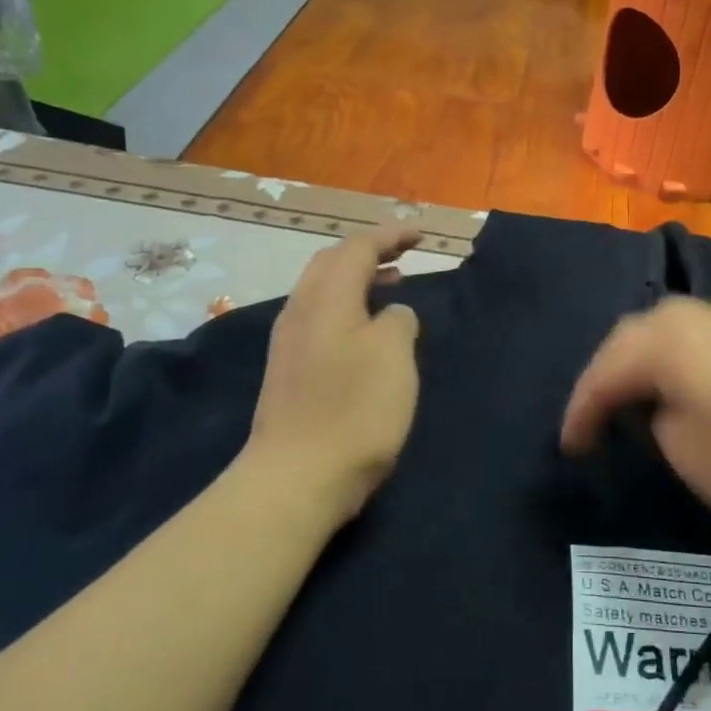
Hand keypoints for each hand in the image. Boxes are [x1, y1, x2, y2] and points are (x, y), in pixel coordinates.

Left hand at [245, 223, 422, 519]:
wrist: (297, 477)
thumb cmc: (354, 409)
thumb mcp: (393, 355)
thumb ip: (397, 320)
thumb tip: (390, 314)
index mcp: (327, 298)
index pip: (357, 248)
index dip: (390, 235)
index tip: (421, 234)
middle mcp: (301, 311)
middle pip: (331, 263)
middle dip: (368, 252)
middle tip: (403, 255)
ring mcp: (290, 343)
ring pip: (323, 292)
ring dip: (357, 281)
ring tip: (391, 286)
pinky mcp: (289, 372)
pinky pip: (321, 320)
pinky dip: (348, 309)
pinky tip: (366, 333)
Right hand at [560, 297, 710, 527]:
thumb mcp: (689, 455)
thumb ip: (654, 425)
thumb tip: (658, 409)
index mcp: (664, 338)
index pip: (602, 373)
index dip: (579, 414)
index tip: (568, 450)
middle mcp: (691, 315)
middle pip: (628, 342)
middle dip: (605, 383)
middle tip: (592, 426)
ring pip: (661, 338)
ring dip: (638, 372)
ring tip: (628, 410)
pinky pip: (692, 345)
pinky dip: (672, 368)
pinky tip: (677, 394)